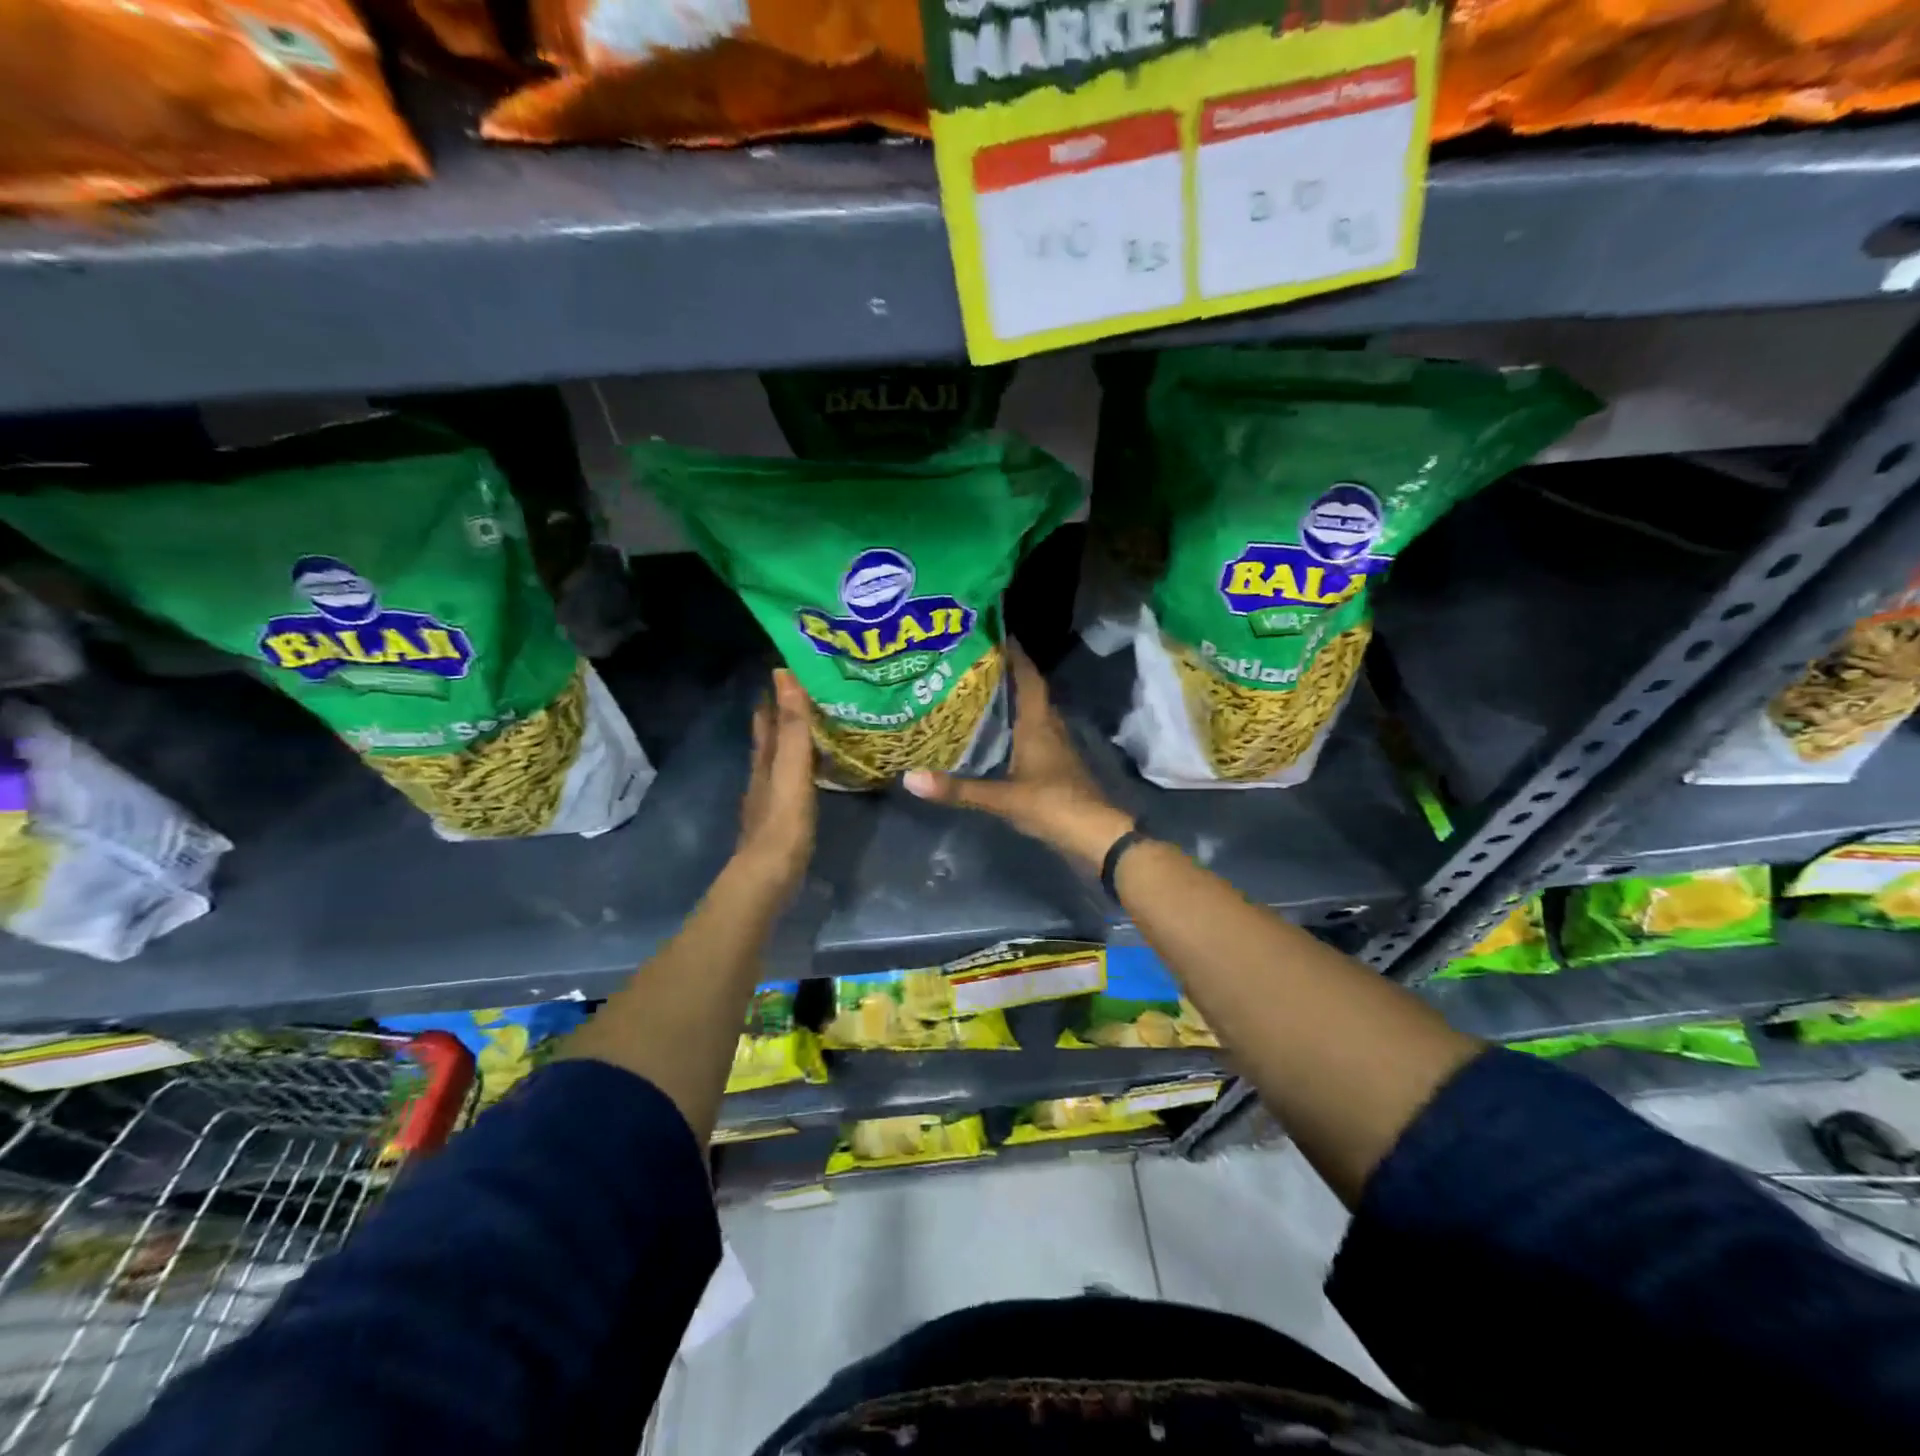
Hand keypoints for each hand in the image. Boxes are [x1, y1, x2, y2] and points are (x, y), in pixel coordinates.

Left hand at [733, 669, 817, 899]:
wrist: (769, 877)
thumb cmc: (783, 822)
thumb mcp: (792, 769)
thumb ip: (793, 727)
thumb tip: (784, 673)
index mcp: (765, 759)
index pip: (767, 716)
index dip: (777, 693)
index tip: (795, 668)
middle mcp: (764, 773)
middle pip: (772, 736)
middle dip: (787, 713)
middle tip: (814, 691)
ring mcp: (771, 797)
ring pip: (783, 758)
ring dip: (797, 740)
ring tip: (823, 724)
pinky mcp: (783, 817)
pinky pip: (795, 779)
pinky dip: (805, 766)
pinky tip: (818, 770)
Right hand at [905, 644, 1134, 871]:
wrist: (1096, 836)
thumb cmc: (1053, 805)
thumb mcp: (1002, 798)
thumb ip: (958, 788)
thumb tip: (910, 778)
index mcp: (1039, 724)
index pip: (1029, 678)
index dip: (1015, 655)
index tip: (994, 634)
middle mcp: (1049, 728)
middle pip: (1030, 691)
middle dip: (1006, 675)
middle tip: (973, 663)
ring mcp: (1056, 748)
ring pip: (1032, 713)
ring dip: (1011, 700)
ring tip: (977, 692)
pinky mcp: (1055, 767)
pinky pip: (1033, 735)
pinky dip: (1015, 727)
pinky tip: (995, 734)